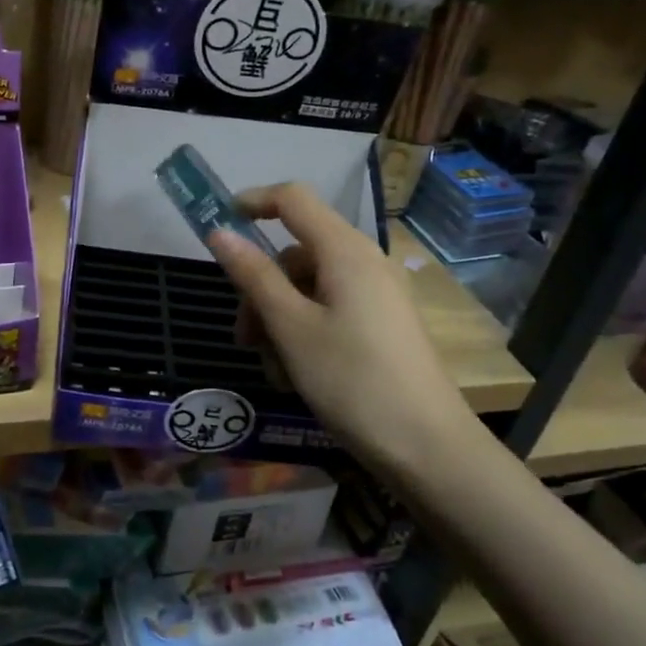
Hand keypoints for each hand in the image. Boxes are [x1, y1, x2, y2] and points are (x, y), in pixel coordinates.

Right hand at [208, 184, 475, 478]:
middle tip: (244, 340)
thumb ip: (254, 276)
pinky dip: (305, 334)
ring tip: (274, 371)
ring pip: (309, 289)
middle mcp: (365, 262)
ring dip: (279, 321)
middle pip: (296, 255)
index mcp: (345, 251)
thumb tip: (219, 233)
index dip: (253, 202)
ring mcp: (377, 295)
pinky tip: (297, 377)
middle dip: (261, 291)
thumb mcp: (291, 328)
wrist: (427, 447)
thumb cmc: (352, 380)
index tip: (218, 226)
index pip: (293, 199)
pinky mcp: (383, 325)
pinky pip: (331, 312)